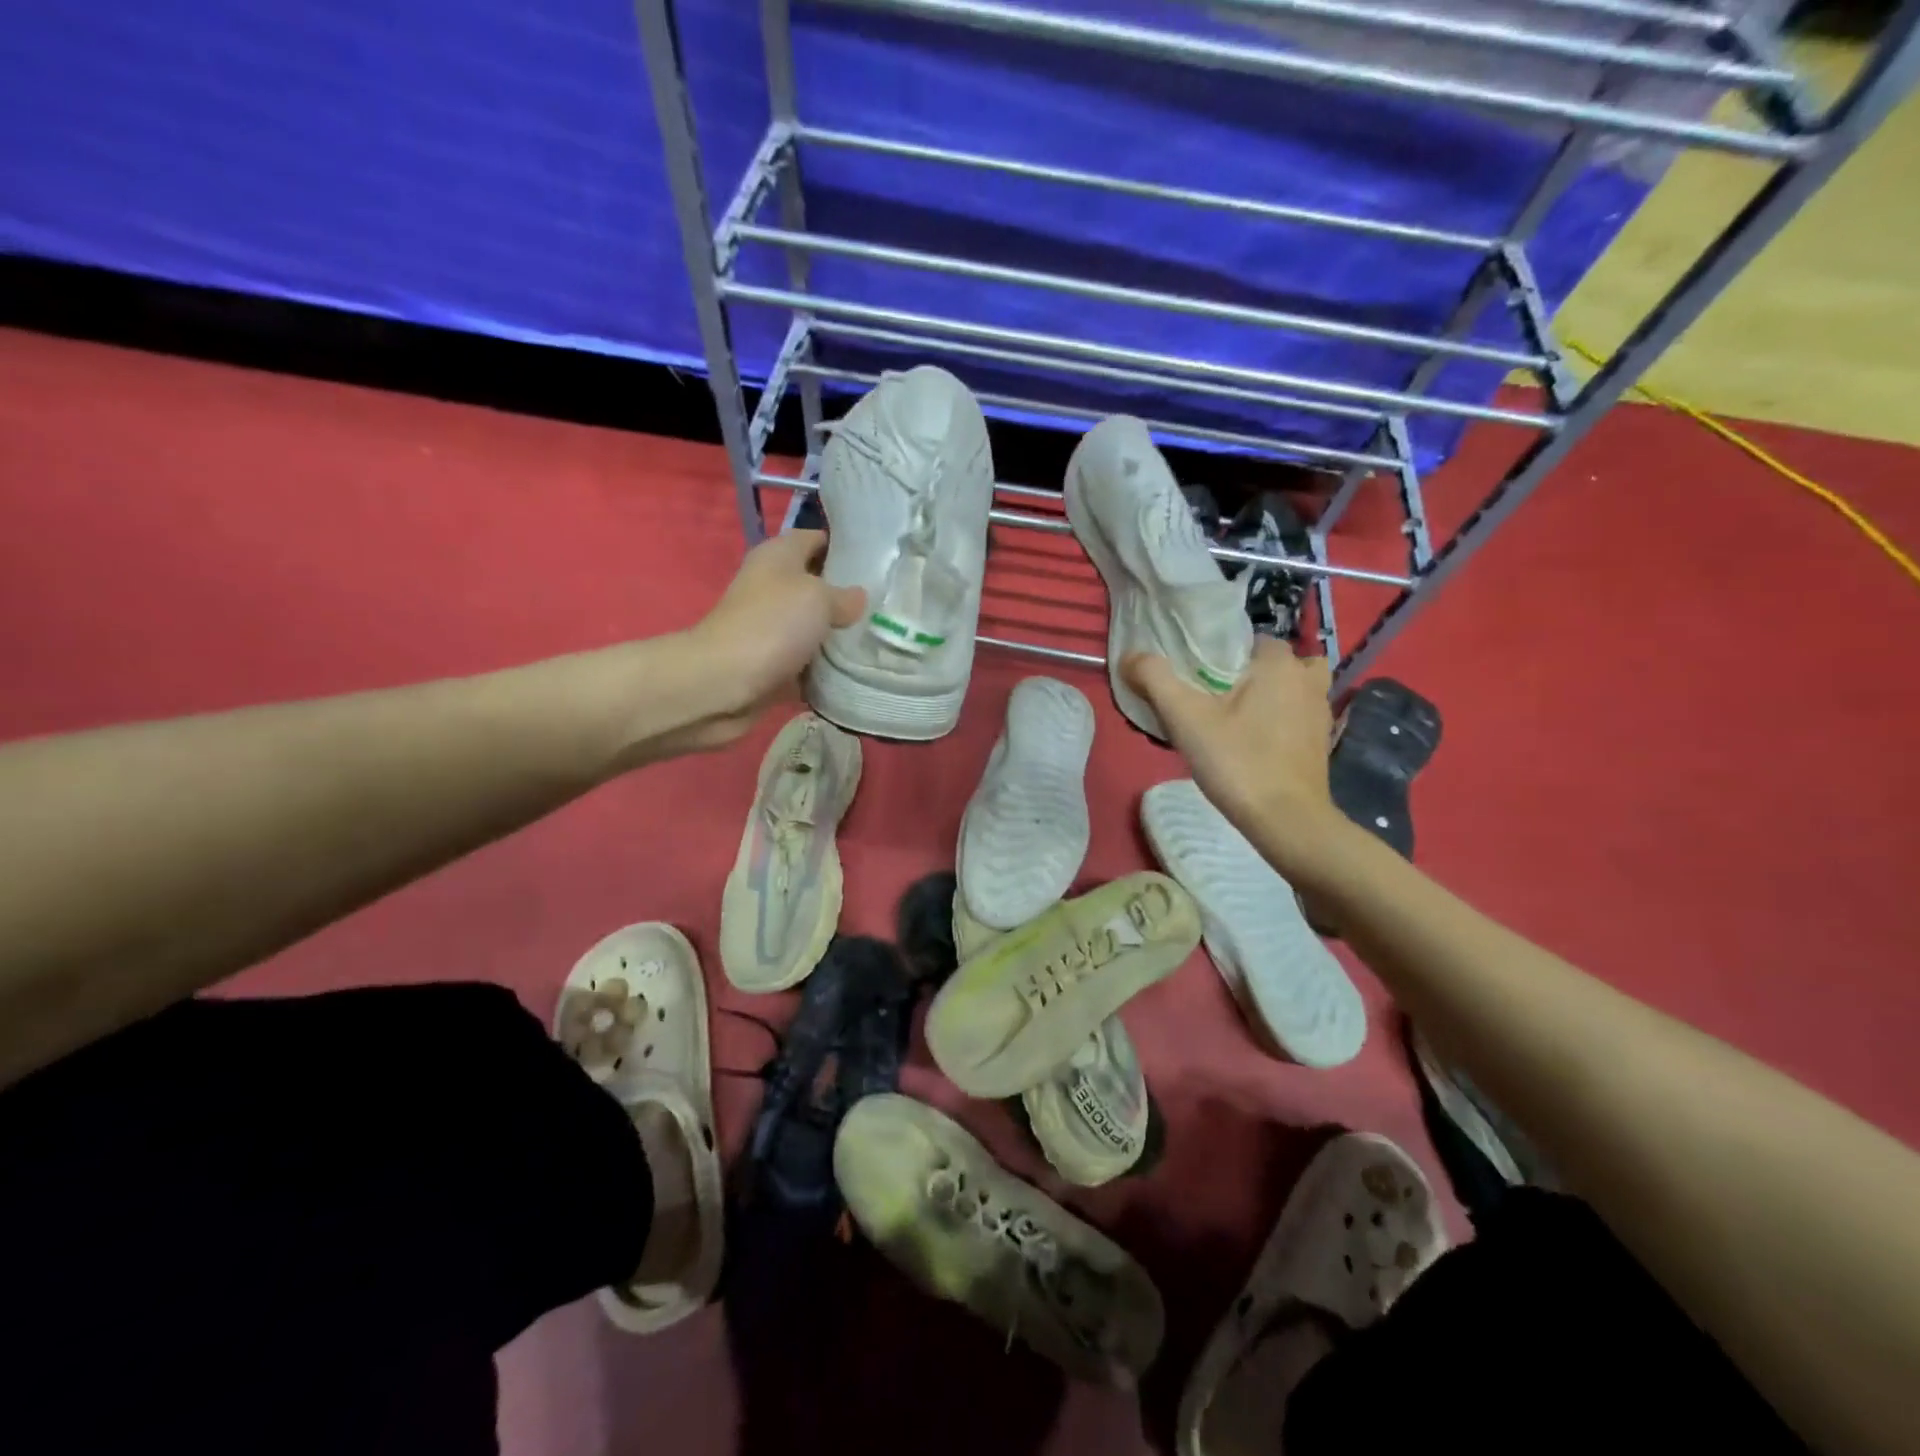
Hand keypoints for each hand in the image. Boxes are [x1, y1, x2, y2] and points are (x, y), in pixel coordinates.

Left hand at [680, 529, 864, 746]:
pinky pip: (809, 664)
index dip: (846, 546)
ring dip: (840, 636)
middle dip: (849, 596)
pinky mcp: (773, 664)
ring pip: (815, 628)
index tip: (879, 562)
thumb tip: (858, 599)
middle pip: (817, 586)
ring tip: (882, 639)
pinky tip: (859, 672)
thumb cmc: (771, 625)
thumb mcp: (818, 598)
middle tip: (888, 605)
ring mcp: (771, 628)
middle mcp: (771, 587)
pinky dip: (827, 669)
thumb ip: (844, 596)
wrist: (724, 683)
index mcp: (778, 556)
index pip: (816, 539)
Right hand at [1123, 638, 1347, 873]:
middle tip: (1219, 697)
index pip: (1253, 640)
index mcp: (1279, 665)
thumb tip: (1129, 655)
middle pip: (1278, 662)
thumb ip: (1155, 679)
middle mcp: (1307, 681)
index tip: (1200, 676)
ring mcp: (1321, 713)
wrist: (1285, 820)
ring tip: (1239, 716)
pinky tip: (1255, 742)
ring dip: (1273, 694)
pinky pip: (1299, 717)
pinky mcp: (1322, 743)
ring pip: (1294, 688)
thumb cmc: (1237, 760)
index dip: (1225, 653)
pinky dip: (1282, 721)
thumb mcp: (1185, 717)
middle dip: (1252, 673)